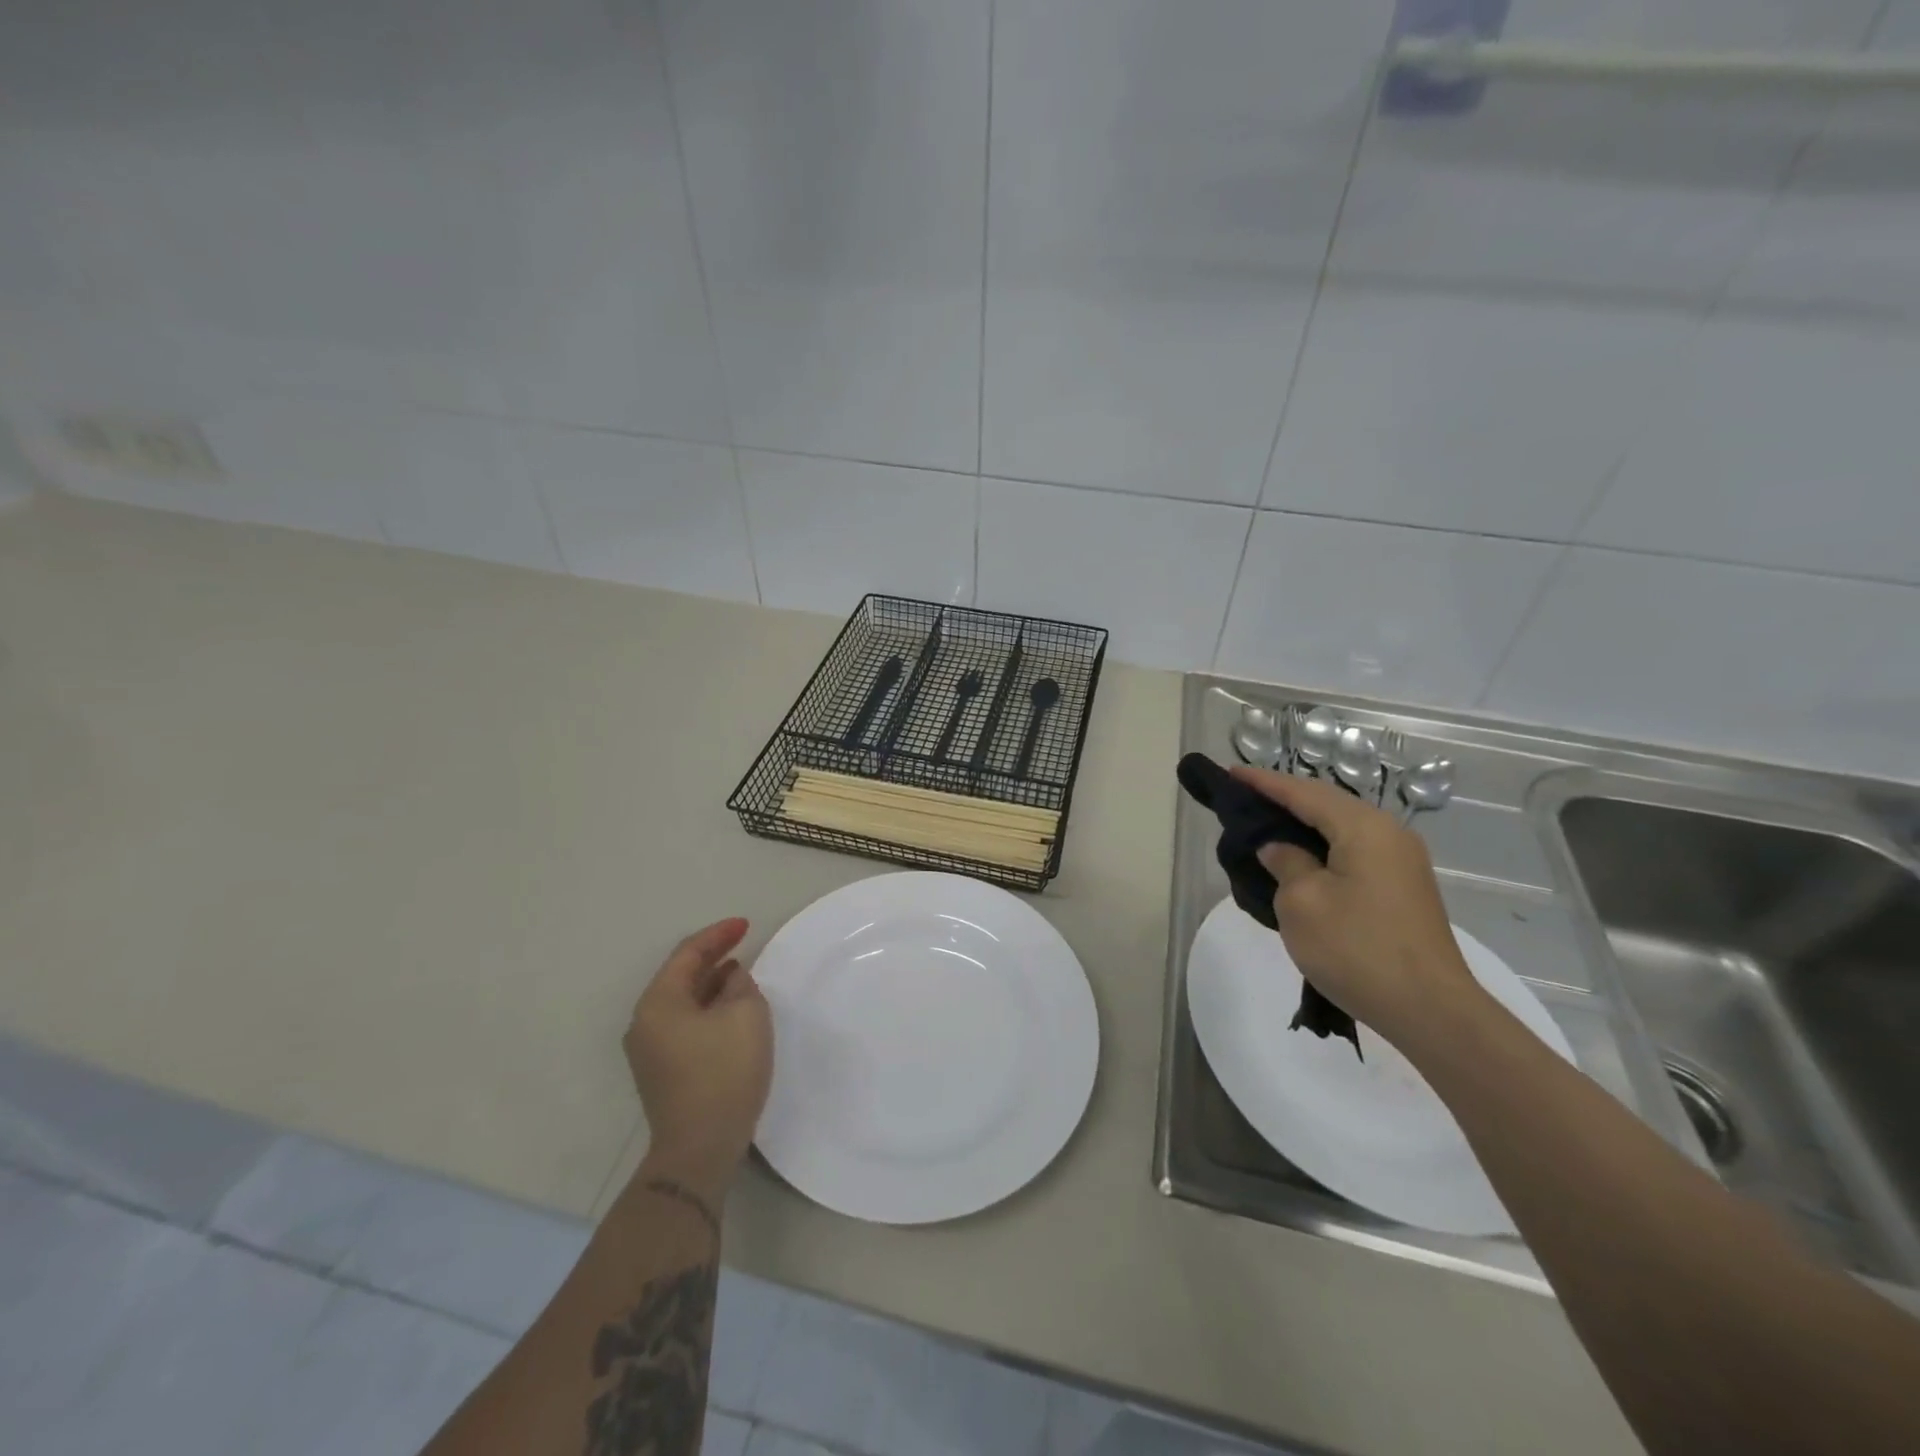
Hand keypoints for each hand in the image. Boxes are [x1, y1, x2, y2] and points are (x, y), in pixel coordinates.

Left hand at [624, 917, 772, 1198]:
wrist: (699, 1149)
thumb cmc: (723, 1072)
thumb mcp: (746, 1015)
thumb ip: (741, 985)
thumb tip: (731, 980)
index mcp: (658, 1003)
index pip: (688, 954)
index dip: (718, 934)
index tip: (746, 925)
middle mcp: (645, 1022)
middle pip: (680, 976)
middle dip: (713, 957)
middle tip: (744, 942)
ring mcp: (651, 1050)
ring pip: (684, 1002)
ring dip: (712, 984)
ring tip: (741, 973)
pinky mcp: (663, 1072)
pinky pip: (686, 1024)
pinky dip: (708, 1008)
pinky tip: (730, 1010)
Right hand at [1230, 766, 1482, 1047]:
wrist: (1430, 1011)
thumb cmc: (1357, 949)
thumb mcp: (1301, 902)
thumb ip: (1285, 863)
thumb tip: (1280, 850)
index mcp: (1364, 828)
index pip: (1303, 792)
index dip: (1264, 783)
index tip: (1231, 774)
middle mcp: (1389, 834)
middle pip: (1326, 804)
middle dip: (1283, 800)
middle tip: (1243, 799)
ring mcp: (1401, 862)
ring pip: (1340, 829)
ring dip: (1302, 826)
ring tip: (1263, 827)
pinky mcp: (1403, 888)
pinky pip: (1353, 852)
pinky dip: (1321, 848)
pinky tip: (1299, 861)